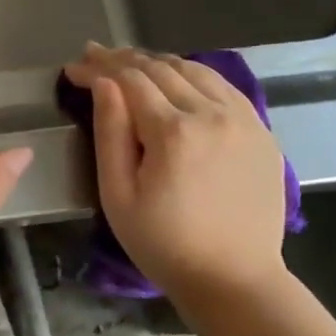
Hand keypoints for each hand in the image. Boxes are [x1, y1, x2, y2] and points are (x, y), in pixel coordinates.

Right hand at [63, 43, 287, 304]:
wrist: (235, 279)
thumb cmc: (163, 243)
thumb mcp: (118, 194)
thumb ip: (110, 132)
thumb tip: (104, 84)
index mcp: (173, 132)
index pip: (129, 80)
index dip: (98, 69)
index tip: (73, 67)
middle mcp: (212, 114)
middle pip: (161, 68)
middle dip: (123, 59)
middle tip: (94, 56)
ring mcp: (244, 120)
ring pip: (195, 70)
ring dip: (158, 62)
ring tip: (130, 63)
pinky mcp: (262, 132)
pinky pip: (224, 87)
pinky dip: (194, 75)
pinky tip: (176, 79)